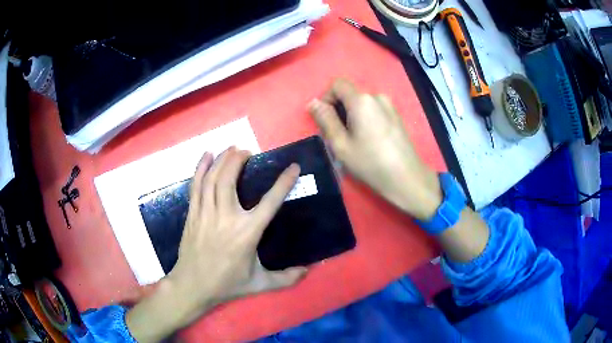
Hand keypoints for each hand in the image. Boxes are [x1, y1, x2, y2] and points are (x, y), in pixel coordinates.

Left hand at [169, 148, 306, 318]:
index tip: (293, 167)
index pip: (269, 202)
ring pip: (212, 179)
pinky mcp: (193, 214)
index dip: (283, 183)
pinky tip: (207, 156)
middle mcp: (226, 218)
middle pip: (230, 180)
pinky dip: (201, 168)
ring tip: (231, 149)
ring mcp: (206, 214)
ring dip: (222, 160)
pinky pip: (196, 186)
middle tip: (247, 151)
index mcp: (247, 233)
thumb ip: (285, 278)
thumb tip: (308, 270)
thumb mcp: (260, 284)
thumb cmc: (227, 284)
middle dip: (238, 160)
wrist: (193, 286)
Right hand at [309, 78, 441, 220]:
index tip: (325, 119)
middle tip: (339, 136)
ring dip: (352, 116)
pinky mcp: (397, 116)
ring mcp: (390, 106)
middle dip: (339, 110)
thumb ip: (325, 120)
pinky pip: (374, 111)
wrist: (407, 178)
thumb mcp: (341, 145)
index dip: (326, 97)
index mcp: (362, 100)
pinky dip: (366, 120)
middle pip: (350, 94)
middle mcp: (377, 97)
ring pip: (362, 104)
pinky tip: (370, 141)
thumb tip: (313, 102)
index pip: (338, 84)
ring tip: (355, 141)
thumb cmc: (370, 163)